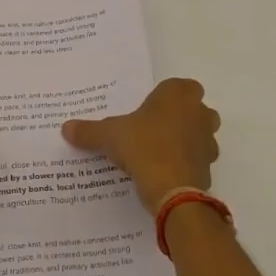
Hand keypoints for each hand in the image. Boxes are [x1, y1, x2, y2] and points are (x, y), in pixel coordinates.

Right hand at [62, 78, 219, 212]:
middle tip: (152, 128)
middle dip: (178, 116)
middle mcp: (200, 112)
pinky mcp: (209, 166)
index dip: (165, 96)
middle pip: (194, 108)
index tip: (147, 109)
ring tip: (157, 152)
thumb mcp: (109, 136)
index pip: (178, 86)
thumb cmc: (143, 147)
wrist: (173, 190)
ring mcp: (208, 140)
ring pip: (199, 134)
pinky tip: (164, 172)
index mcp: (178, 94)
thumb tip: (66, 128)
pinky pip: (197, 159)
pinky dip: (185, 163)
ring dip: (184, 140)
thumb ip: (89, 131)